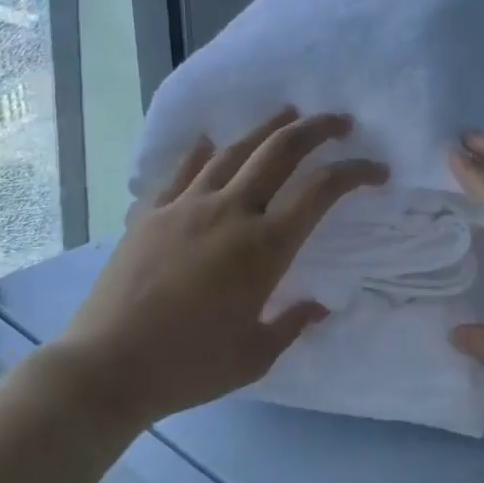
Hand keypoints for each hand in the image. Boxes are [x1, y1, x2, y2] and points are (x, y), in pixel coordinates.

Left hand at [54, 109, 387, 425]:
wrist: (105, 368)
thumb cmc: (189, 367)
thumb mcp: (255, 356)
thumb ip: (292, 324)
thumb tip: (318, 305)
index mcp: (264, 247)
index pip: (321, 191)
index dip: (355, 173)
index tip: (377, 171)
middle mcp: (230, 213)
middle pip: (280, 152)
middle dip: (317, 129)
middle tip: (340, 122)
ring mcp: (186, 207)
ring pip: (234, 152)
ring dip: (266, 129)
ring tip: (287, 114)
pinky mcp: (151, 214)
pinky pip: (182, 171)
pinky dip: (201, 152)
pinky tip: (210, 142)